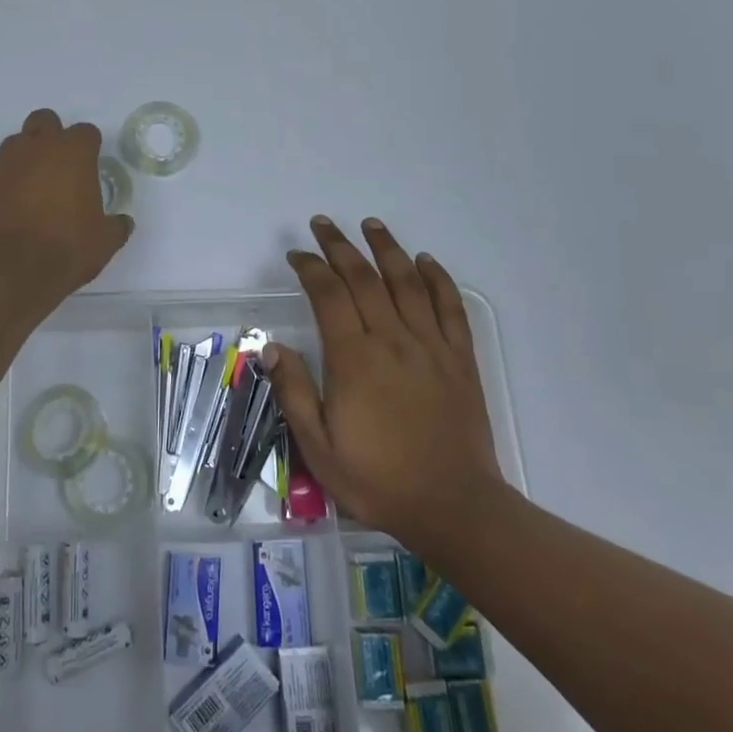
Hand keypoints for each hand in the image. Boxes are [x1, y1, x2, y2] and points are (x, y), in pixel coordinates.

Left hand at [0, 109, 133, 296]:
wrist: (10, 272)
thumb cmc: (66, 249)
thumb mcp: (104, 242)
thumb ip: (116, 225)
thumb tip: (122, 223)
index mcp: (72, 152)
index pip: (85, 132)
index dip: (89, 148)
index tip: (90, 167)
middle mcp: (35, 146)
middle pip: (44, 121)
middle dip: (52, 137)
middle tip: (58, 168)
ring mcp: (1, 162)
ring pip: (14, 144)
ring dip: (24, 159)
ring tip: (30, 192)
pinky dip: (1, 184)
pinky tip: (6, 209)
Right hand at [263, 217, 505, 550]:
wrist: (455, 507)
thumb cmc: (379, 480)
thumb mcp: (319, 448)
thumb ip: (294, 392)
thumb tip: (272, 347)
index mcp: (354, 359)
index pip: (328, 295)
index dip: (310, 268)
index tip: (297, 255)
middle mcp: (392, 340)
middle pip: (364, 278)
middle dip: (340, 246)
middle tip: (323, 224)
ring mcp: (431, 346)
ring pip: (407, 283)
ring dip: (387, 249)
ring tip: (371, 225)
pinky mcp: (460, 359)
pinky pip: (450, 308)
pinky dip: (438, 279)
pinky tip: (425, 261)